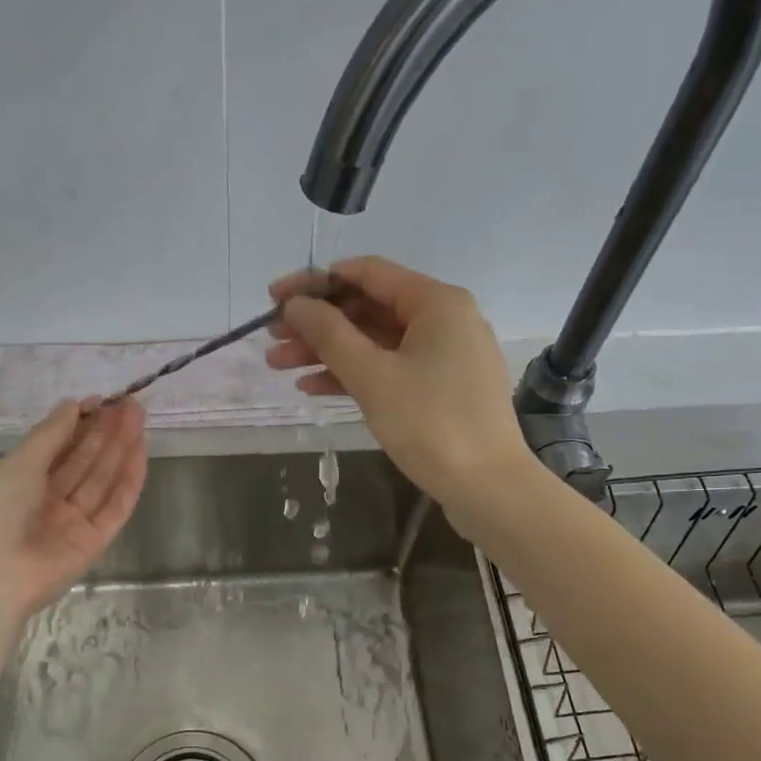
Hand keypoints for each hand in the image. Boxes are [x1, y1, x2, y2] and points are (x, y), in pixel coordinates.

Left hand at [0, 398, 146, 627]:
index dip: (78, 424)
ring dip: (120, 449)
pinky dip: (129, 480)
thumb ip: (50, 435)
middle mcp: (48, 501)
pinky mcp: (95, 542)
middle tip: (129, 404)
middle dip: (105, 432)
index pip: (57, 449)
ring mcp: (74, 523)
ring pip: (102, 480)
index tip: (100, 401)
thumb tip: (73, 405)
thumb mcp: (18, 465)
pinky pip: (115, 507)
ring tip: (139, 417)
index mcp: (21, 483)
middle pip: (84, 462)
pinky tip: (141, 451)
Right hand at [265, 256, 532, 515]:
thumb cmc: (430, 424)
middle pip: (369, 308)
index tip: (275, 298)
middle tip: (272, 339)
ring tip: (280, 366)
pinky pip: (392, 367)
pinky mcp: (442, 387)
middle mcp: (445, 319)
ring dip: (328, 351)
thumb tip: (295, 304)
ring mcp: (446, 355)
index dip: (316, 282)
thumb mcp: (372, 376)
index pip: (367, 273)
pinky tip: (314, 387)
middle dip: (318, 323)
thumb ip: (329, 334)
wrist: (488, 488)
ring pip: (376, 341)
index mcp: (436, 302)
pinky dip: (355, 374)